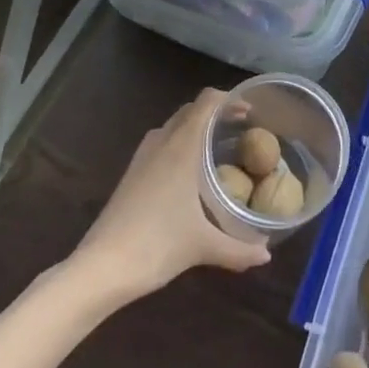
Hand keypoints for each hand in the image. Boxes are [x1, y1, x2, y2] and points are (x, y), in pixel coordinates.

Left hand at [74, 90, 270, 298]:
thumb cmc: (156, 246)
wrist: (101, 268)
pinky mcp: (131, 173)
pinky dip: (179, 144)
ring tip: (217, 148)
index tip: (252, 112)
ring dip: (195, 127)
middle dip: (216, 113)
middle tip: (241, 130)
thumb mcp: (203, 247)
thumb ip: (239, 250)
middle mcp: (162, 143)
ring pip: (174, 126)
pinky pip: (161, 143)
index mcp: (182, 147)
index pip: (207, 102)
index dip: (230, 99)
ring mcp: (142, 157)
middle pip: (191, 110)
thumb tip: (267, 256)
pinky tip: (189, 173)